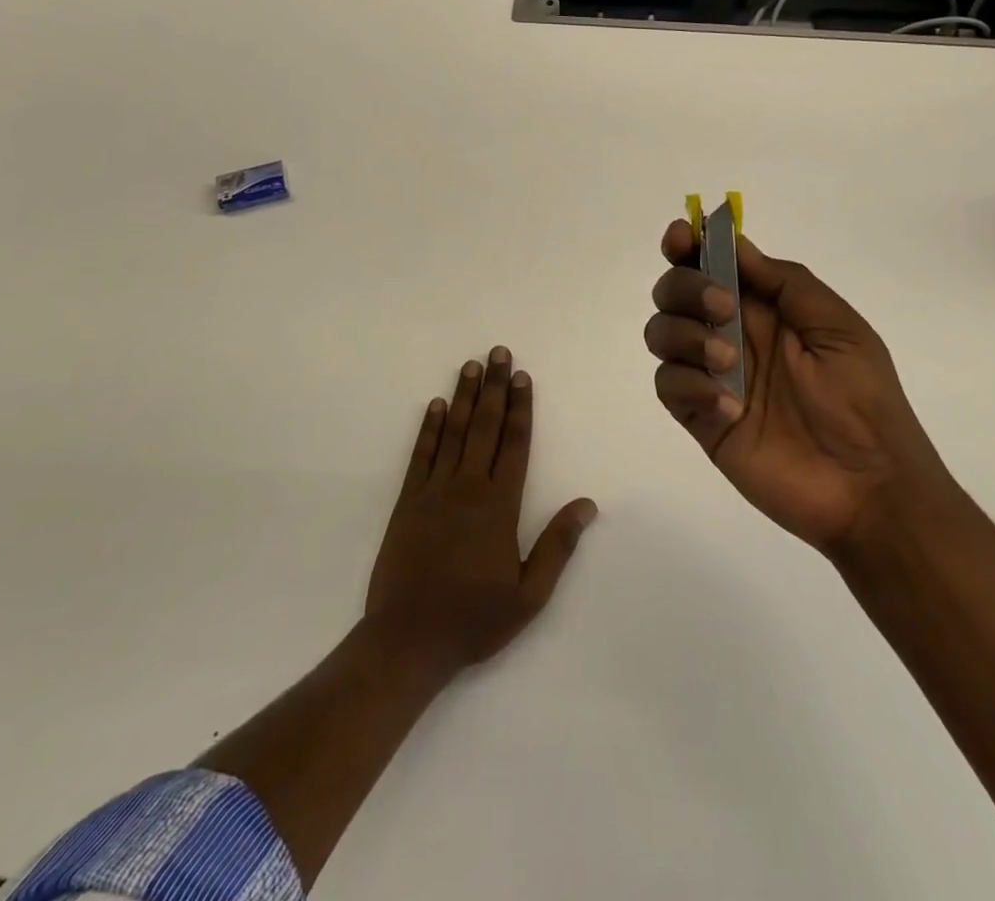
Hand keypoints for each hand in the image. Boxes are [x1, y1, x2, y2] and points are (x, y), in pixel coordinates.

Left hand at [365, 347, 596, 679]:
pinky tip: (435, 405)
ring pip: (454, 432)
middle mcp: (468, 487)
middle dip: (494, 387)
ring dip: (464, 396)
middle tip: (499, 352)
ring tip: (471, 365)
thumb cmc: (474, 619)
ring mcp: (434, 491)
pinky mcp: (407, 501)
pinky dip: (429, 428)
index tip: (523, 376)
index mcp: (500, 506)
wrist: (407, 641)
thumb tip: (586, 504)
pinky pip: (421, 455)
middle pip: (484, 426)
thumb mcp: (529, 595)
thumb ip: (557, 546)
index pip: (514, 444)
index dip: (520, 408)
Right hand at [644, 222, 945, 554]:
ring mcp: (711, 375)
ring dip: (685, 334)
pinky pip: (668, 385)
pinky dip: (690, 386)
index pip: (712, 264)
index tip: (680, 237)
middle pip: (674, 291)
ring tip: (728, 362)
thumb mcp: (839, 327)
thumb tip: (736, 245)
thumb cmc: (864, 400)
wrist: (868, 488)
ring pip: (662, 333)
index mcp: (765, 307)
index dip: (688, 245)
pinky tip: (729, 406)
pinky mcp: (701, 417)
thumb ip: (786, 283)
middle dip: (686, 287)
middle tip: (723, 306)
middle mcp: (731, 333)